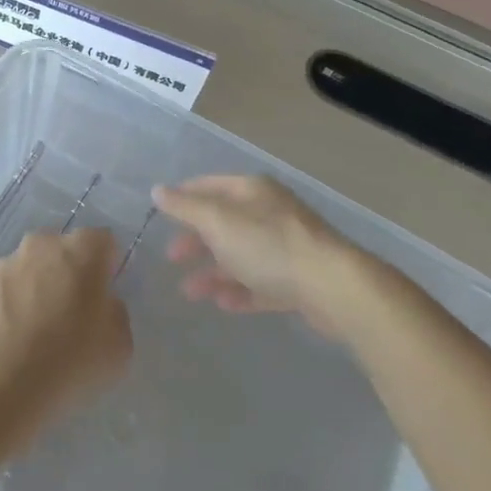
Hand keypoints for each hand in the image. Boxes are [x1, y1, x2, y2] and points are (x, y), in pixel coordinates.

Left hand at [0, 230, 131, 428]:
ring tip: (43, 332)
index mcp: (83, 249)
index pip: (104, 242)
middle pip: (65, 251)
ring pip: (35, 268)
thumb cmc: (71, 356)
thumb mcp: (120, 345)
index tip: (106, 297)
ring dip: (41, 288)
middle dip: (72, 274)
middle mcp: (44, 243)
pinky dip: (17, 306)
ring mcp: (9, 262)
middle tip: (76, 314)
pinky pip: (11, 290)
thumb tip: (102, 306)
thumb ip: (115, 314)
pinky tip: (19, 340)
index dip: (108, 267)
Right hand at [153, 175, 366, 325]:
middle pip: (224, 223)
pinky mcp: (298, 280)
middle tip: (172, 258)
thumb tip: (157, 190)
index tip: (159, 215)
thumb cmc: (268, 245)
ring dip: (213, 271)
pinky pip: (260, 283)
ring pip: (241, 256)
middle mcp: (269, 213)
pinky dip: (239, 291)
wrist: (333, 288)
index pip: (209, 186)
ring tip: (190, 292)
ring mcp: (286, 247)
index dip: (183, 198)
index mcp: (252, 191)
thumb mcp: (217, 221)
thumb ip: (185, 207)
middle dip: (196, 240)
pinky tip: (222, 304)